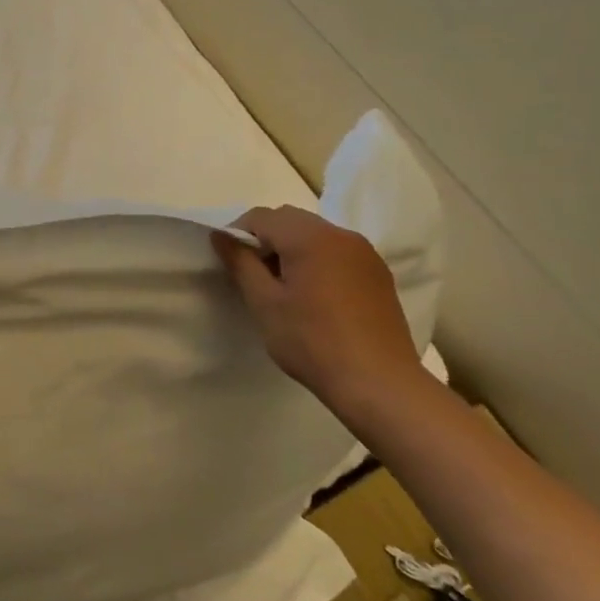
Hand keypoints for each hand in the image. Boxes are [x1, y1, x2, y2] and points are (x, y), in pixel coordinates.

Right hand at [211, 205, 421, 407]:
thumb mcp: (264, 303)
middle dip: (266, 239)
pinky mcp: (379, 274)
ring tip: (286, 288)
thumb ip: (240, 262)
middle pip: (290, 220)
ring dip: (292, 249)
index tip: (232, 264)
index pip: (261, 216)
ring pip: (315, 234)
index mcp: (309, 237)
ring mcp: (365, 253)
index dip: (238, 234)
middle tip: (256, 276)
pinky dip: (318, 261)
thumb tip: (220, 235)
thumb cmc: (312, 342)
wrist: (379, 384)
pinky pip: (338, 252)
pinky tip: (316, 297)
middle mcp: (340, 235)